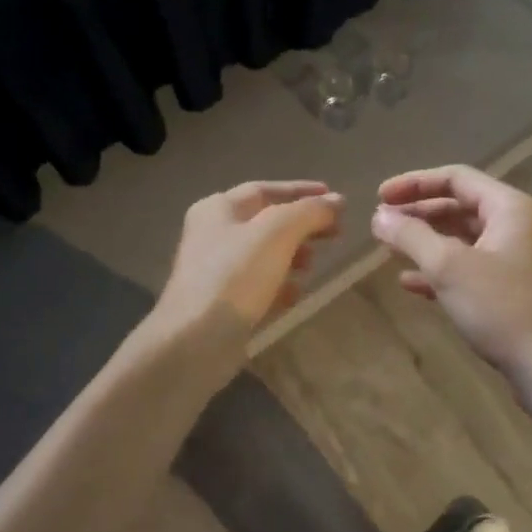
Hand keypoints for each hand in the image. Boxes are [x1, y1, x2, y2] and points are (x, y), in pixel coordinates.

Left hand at [152, 180, 342, 362]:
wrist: (195, 342)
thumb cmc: (235, 276)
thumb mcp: (277, 232)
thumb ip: (308, 212)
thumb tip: (337, 201)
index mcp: (218, 209)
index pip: (265, 190)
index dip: (301, 191)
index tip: (335, 198)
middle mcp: (213, 235)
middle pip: (266, 222)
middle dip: (302, 225)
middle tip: (336, 232)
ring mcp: (216, 271)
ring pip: (264, 255)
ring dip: (293, 255)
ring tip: (314, 264)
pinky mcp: (222, 304)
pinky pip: (258, 285)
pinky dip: (280, 285)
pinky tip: (295, 294)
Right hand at [371, 166, 531, 409]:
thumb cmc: (502, 307)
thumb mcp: (449, 267)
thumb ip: (411, 236)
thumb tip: (378, 217)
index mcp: (508, 207)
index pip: (456, 178)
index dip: (414, 183)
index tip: (379, 197)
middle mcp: (514, 226)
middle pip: (458, 206)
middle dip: (418, 213)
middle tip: (382, 224)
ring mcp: (514, 260)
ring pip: (461, 239)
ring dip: (425, 241)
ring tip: (389, 249)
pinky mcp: (509, 291)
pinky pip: (467, 269)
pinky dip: (438, 270)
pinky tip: (410, 284)